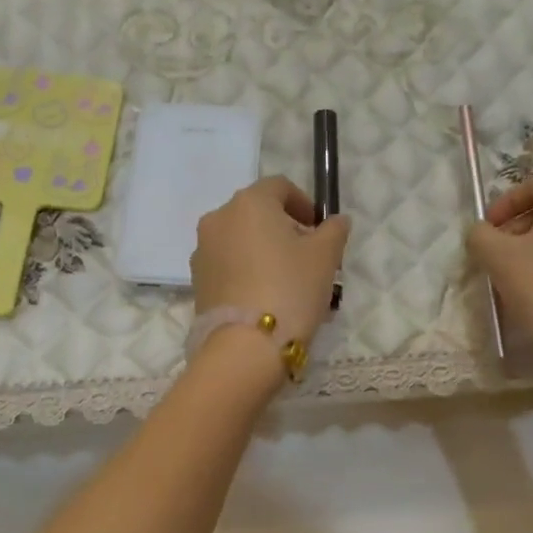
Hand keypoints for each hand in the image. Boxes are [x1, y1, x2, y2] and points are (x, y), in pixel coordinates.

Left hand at [192, 176, 350, 346]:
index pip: (280, 187)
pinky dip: (246, 270)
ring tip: (286, 280)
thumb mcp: (325, 257)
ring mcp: (202, 250)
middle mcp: (219, 218)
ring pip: (240, 239)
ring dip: (263, 250)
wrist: (245, 346)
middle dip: (283, 228)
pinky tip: (264, 295)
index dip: (304, 203)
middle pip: (257, 213)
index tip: (319, 229)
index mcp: (249, 202)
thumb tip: (336, 220)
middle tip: (306, 256)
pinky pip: (227, 264)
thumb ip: (334, 231)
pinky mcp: (196, 280)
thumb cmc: (291, 289)